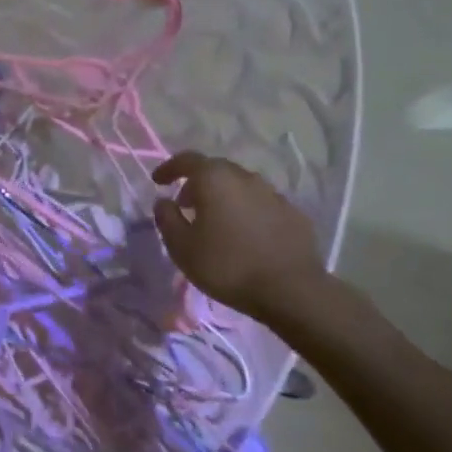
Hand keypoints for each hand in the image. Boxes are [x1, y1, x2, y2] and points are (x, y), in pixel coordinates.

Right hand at [151, 152, 324, 321]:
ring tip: (216, 220)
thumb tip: (163, 202)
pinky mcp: (294, 214)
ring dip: (224, 196)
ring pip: (241, 186)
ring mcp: (273, 194)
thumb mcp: (182, 247)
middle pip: (216, 170)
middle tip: (186, 204)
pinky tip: (246, 234)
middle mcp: (245, 177)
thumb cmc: (227, 266)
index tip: (158, 181)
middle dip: (197, 183)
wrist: (292, 291)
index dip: (169, 168)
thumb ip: (167, 218)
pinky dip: (248, 211)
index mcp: (215, 179)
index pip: (187, 160)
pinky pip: (262, 204)